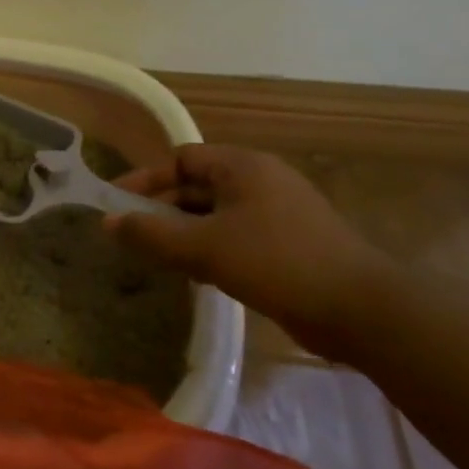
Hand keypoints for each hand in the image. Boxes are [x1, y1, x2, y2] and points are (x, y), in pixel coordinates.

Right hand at [105, 144, 393, 336]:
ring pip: (215, 214)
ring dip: (184, 232)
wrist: (360, 310)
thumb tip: (108, 222)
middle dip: (162, 209)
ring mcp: (279, 212)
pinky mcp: (289, 243)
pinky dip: (210, 247)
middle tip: (133, 237)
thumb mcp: (202, 247)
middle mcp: (261, 180)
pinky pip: (236, 235)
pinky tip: (197, 274)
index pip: (180, 159)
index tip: (118, 206)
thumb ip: (150, 233)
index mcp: (243, 167)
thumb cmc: (275, 263)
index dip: (145, 179)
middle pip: (197, 185)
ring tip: (159, 258)